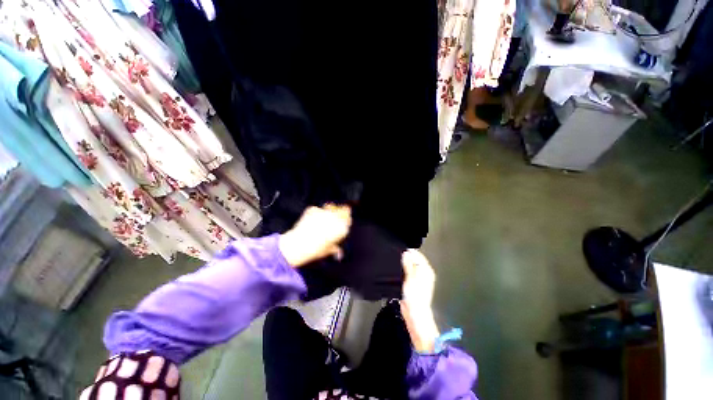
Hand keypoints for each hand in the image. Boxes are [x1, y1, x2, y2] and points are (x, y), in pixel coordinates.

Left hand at [278, 204, 351, 267]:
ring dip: (329, 209)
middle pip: (343, 209)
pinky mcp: (314, 209)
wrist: (301, 244)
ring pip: (330, 206)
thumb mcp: (328, 250)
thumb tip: (338, 253)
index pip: (349, 218)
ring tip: (323, 215)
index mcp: (342, 228)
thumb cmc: (316, 249)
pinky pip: (316, 209)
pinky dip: (314, 213)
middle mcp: (336, 217)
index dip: (346, 219)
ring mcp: (325, 212)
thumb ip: (335, 249)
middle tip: (335, 214)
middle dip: (340, 211)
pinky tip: (309, 219)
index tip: (343, 221)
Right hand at [400, 249, 439, 352]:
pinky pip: (408, 273)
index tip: (399, 249)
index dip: (409, 252)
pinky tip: (397, 270)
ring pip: (411, 266)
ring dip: (404, 264)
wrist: (415, 313)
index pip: (418, 255)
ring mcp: (419, 279)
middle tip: (395, 255)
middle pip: (415, 260)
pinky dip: (403, 270)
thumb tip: (406, 252)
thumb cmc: (414, 295)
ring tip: (394, 262)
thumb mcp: (410, 277)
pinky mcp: (413, 284)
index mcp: (426, 270)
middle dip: (406, 257)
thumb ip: (408, 264)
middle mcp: (424, 273)